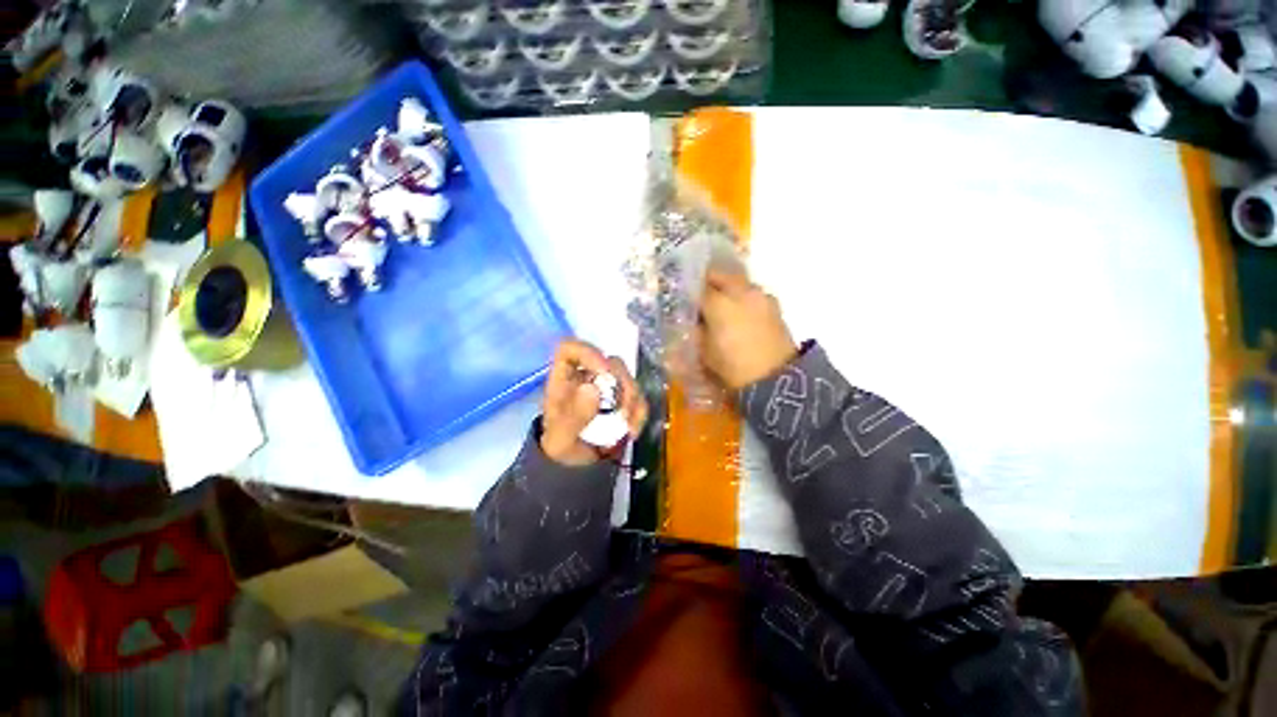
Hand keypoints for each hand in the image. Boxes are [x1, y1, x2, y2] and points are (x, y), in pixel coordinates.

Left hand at [541, 340, 648, 465]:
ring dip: (633, 400)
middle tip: (623, 409)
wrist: (577, 468)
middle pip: (609, 362)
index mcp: (564, 379)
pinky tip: (633, 431)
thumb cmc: (561, 448)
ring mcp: (607, 387)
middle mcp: (587, 376)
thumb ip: (573, 416)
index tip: (605, 372)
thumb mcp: (560, 439)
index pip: (571, 349)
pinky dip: (639, 412)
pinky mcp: (623, 400)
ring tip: (627, 427)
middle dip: (621, 384)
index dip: (588, 353)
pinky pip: (638, 397)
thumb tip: (593, 389)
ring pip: (627, 377)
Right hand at [699, 271, 797, 389]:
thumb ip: (696, 331)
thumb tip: (693, 320)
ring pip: (738, 283)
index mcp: (719, 303)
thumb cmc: (733, 368)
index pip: (697, 287)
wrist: (776, 379)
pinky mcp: (774, 305)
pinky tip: (740, 314)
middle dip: (707, 283)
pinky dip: (743, 298)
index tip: (683, 299)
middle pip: (719, 276)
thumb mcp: (704, 352)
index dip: (688, 292)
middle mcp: (740, 292)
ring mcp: (760, 296)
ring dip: (727, 289)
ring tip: (721, 306)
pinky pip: (753, 294)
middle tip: (699, 298)